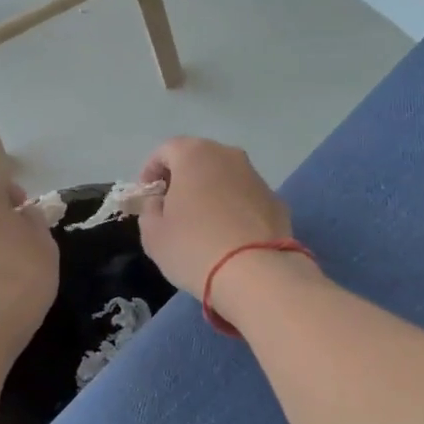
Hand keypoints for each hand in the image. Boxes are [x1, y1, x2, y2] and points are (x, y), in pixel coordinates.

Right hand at [136, 137, 292, 295]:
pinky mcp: (276, 201)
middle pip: (199, 159)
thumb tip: (161, 203)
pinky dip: (235, 209)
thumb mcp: (153, 234)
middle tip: (172, 207)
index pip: (165, 150)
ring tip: (202, 223)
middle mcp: (228, 156)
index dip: (151, 171)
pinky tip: (230, 236)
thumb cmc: (193, 247)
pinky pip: (246, 198)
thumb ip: (150, 210)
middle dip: (183, 178)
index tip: (147, 196)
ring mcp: (256, 177)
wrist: (255, 273)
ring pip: (225, 177)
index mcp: (194, 155)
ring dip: (211, 192)